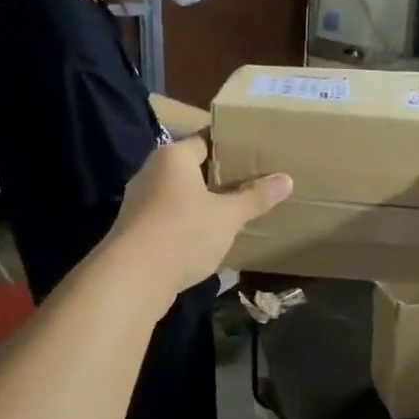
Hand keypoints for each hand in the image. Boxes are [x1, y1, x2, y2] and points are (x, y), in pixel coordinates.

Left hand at [107, 135, 291, 295]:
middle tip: (253, 182)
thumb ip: (256, 197)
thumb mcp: (228, 216)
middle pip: (192, 167)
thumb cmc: (183, 233)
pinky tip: (208, 237)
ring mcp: (140, 202)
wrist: (131, 278)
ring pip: (180, 194)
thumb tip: (287, 180)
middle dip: (220, 177)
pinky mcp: (136, 229)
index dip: (231, 146)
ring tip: (235, 210)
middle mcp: (152, 171)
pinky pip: (169, 217)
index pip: (206, 139)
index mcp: (173, 156)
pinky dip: (188, 223)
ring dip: (204, 202)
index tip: (256, 153)